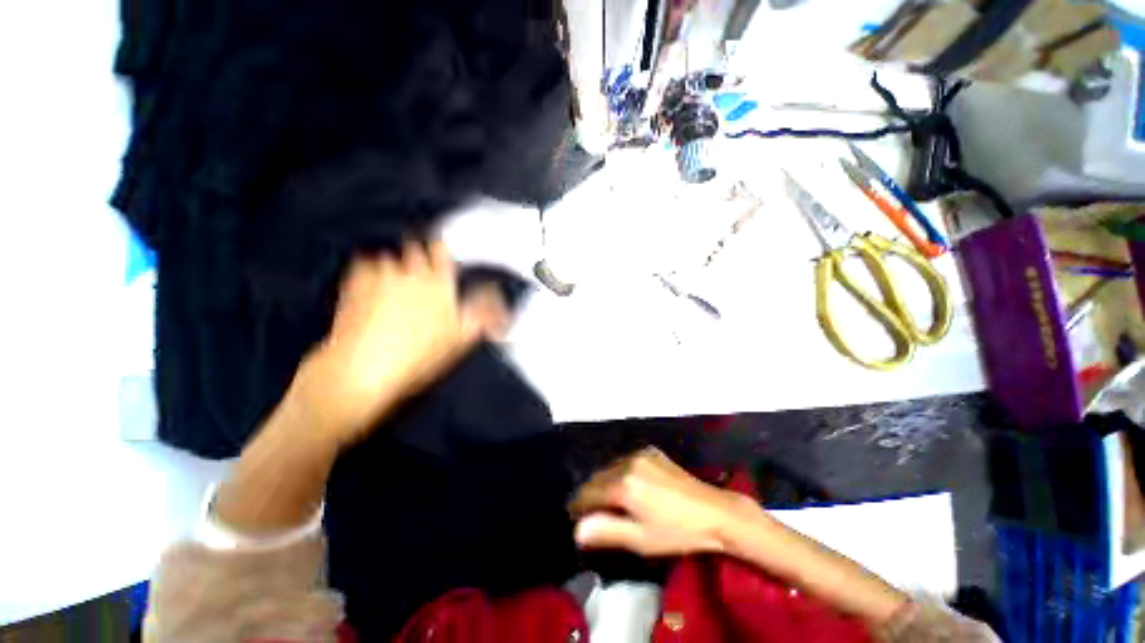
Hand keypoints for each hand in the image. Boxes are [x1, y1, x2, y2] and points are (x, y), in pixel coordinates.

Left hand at [290, 239, 498, 444]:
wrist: (364, 370)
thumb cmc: (417, 357)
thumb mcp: (462, 339)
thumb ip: (483, 315)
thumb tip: (500, 304)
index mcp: (439, 283)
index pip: (442, 250)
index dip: (442, 250)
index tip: (441, 255)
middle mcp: (409, 271)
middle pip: (416, 248)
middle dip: (419, 259)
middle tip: (420, 281)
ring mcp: (379, 276)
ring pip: (390, 258)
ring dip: (394, 269)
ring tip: (394, 293)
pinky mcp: (353, 284)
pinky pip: (364, 266)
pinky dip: (369, 274)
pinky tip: (372, 294)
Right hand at [568, 447, 754, 556]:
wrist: (714, 511)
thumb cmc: (677, 532)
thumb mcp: (641, 539)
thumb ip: (607, 531)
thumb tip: (577, 530)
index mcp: (623, 485)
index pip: (589, 492)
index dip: (578, 506)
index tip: (574, 517)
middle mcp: (627, 463)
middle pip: (598, 477)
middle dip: (591, 494)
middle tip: (589, 513)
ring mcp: (640, 454)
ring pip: (610, 467)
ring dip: (604, 483)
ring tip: (607, 501)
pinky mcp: (651, 452)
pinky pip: (625, 461)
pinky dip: (619, 472)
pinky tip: (627, 486)